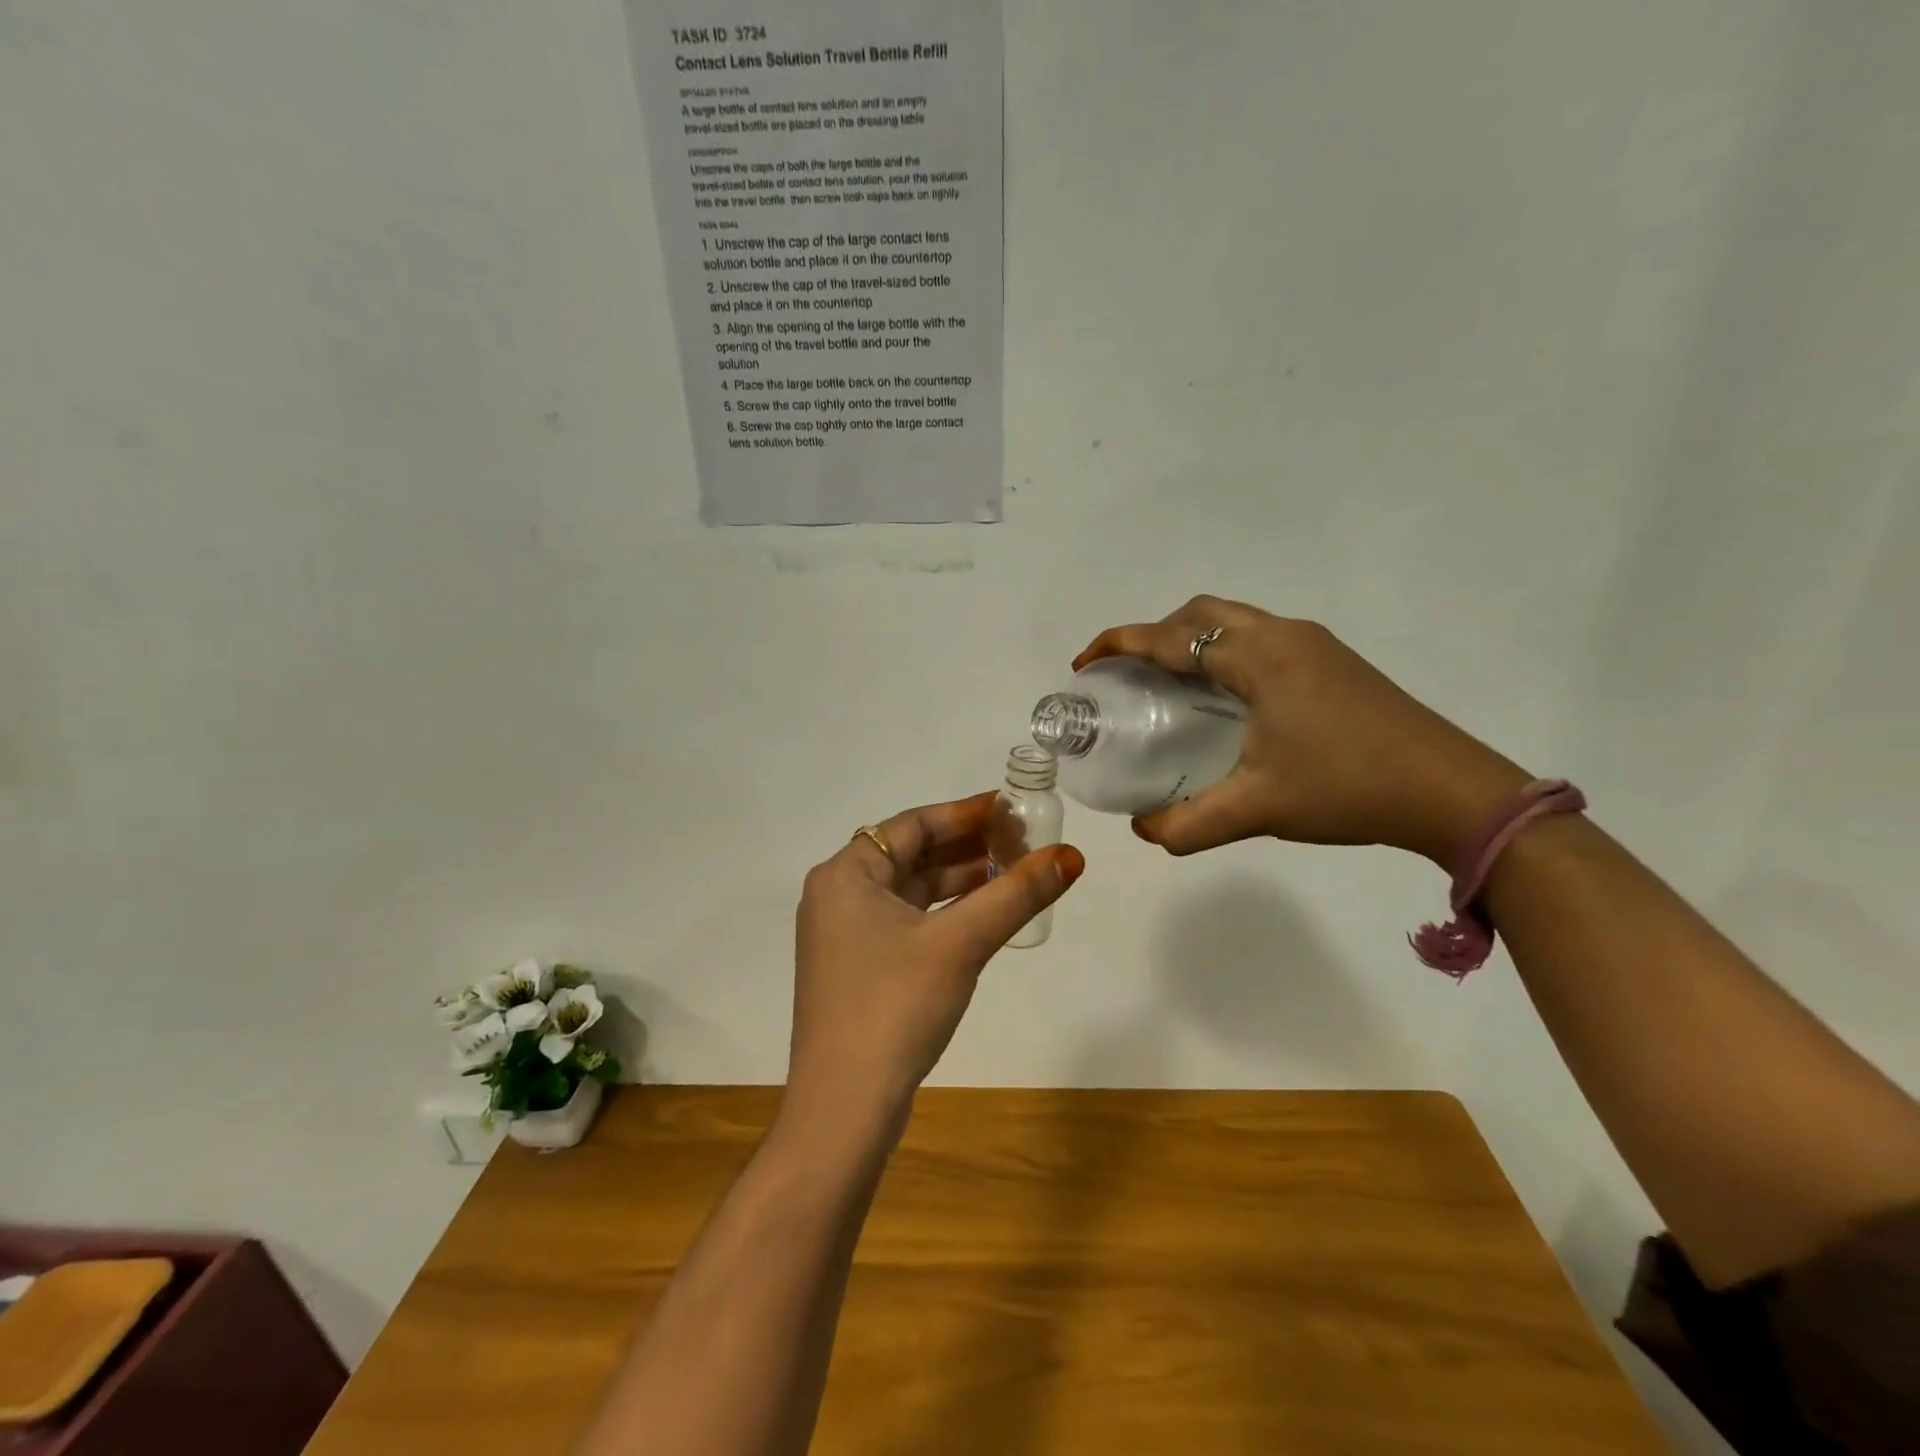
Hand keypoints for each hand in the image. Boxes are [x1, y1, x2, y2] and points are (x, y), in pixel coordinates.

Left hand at [786, 793, 1083, 1133]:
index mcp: (845, 874)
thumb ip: (1016, 895)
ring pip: (913, 891)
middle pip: (913, 855)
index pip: (914, 824)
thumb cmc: (895, 1007)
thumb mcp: (960, 943)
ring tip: (1016, 874)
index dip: (967, 813)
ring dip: (962, 882)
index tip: (1014, 809)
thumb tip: (1071, 857)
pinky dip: (947, 914)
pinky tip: (986, 916)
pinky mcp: (860, 968)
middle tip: (1025, 843)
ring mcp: (846, 935)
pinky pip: (909, 922)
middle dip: (969, 848)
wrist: (844, 1110)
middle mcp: (839, 896)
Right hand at [1075, 598, 1529, 866]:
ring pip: (1233, 622)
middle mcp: (1283, 634)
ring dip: (1190, 640)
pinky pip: (1258, 637)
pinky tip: (1224, 698)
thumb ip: (1187, 823)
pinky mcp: (1332, 660)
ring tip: (1167, 684)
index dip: (1120, 645)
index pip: (1171, 637)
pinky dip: (1222, 652)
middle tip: (1127, 674)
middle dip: (1153, 634)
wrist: (1452, 791)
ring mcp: (1313, 644)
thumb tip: (1142, 830)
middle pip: (1200, 614)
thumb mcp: (1257, 810)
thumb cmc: (1347, 788)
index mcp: (1258, 657)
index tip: (1084, 663)